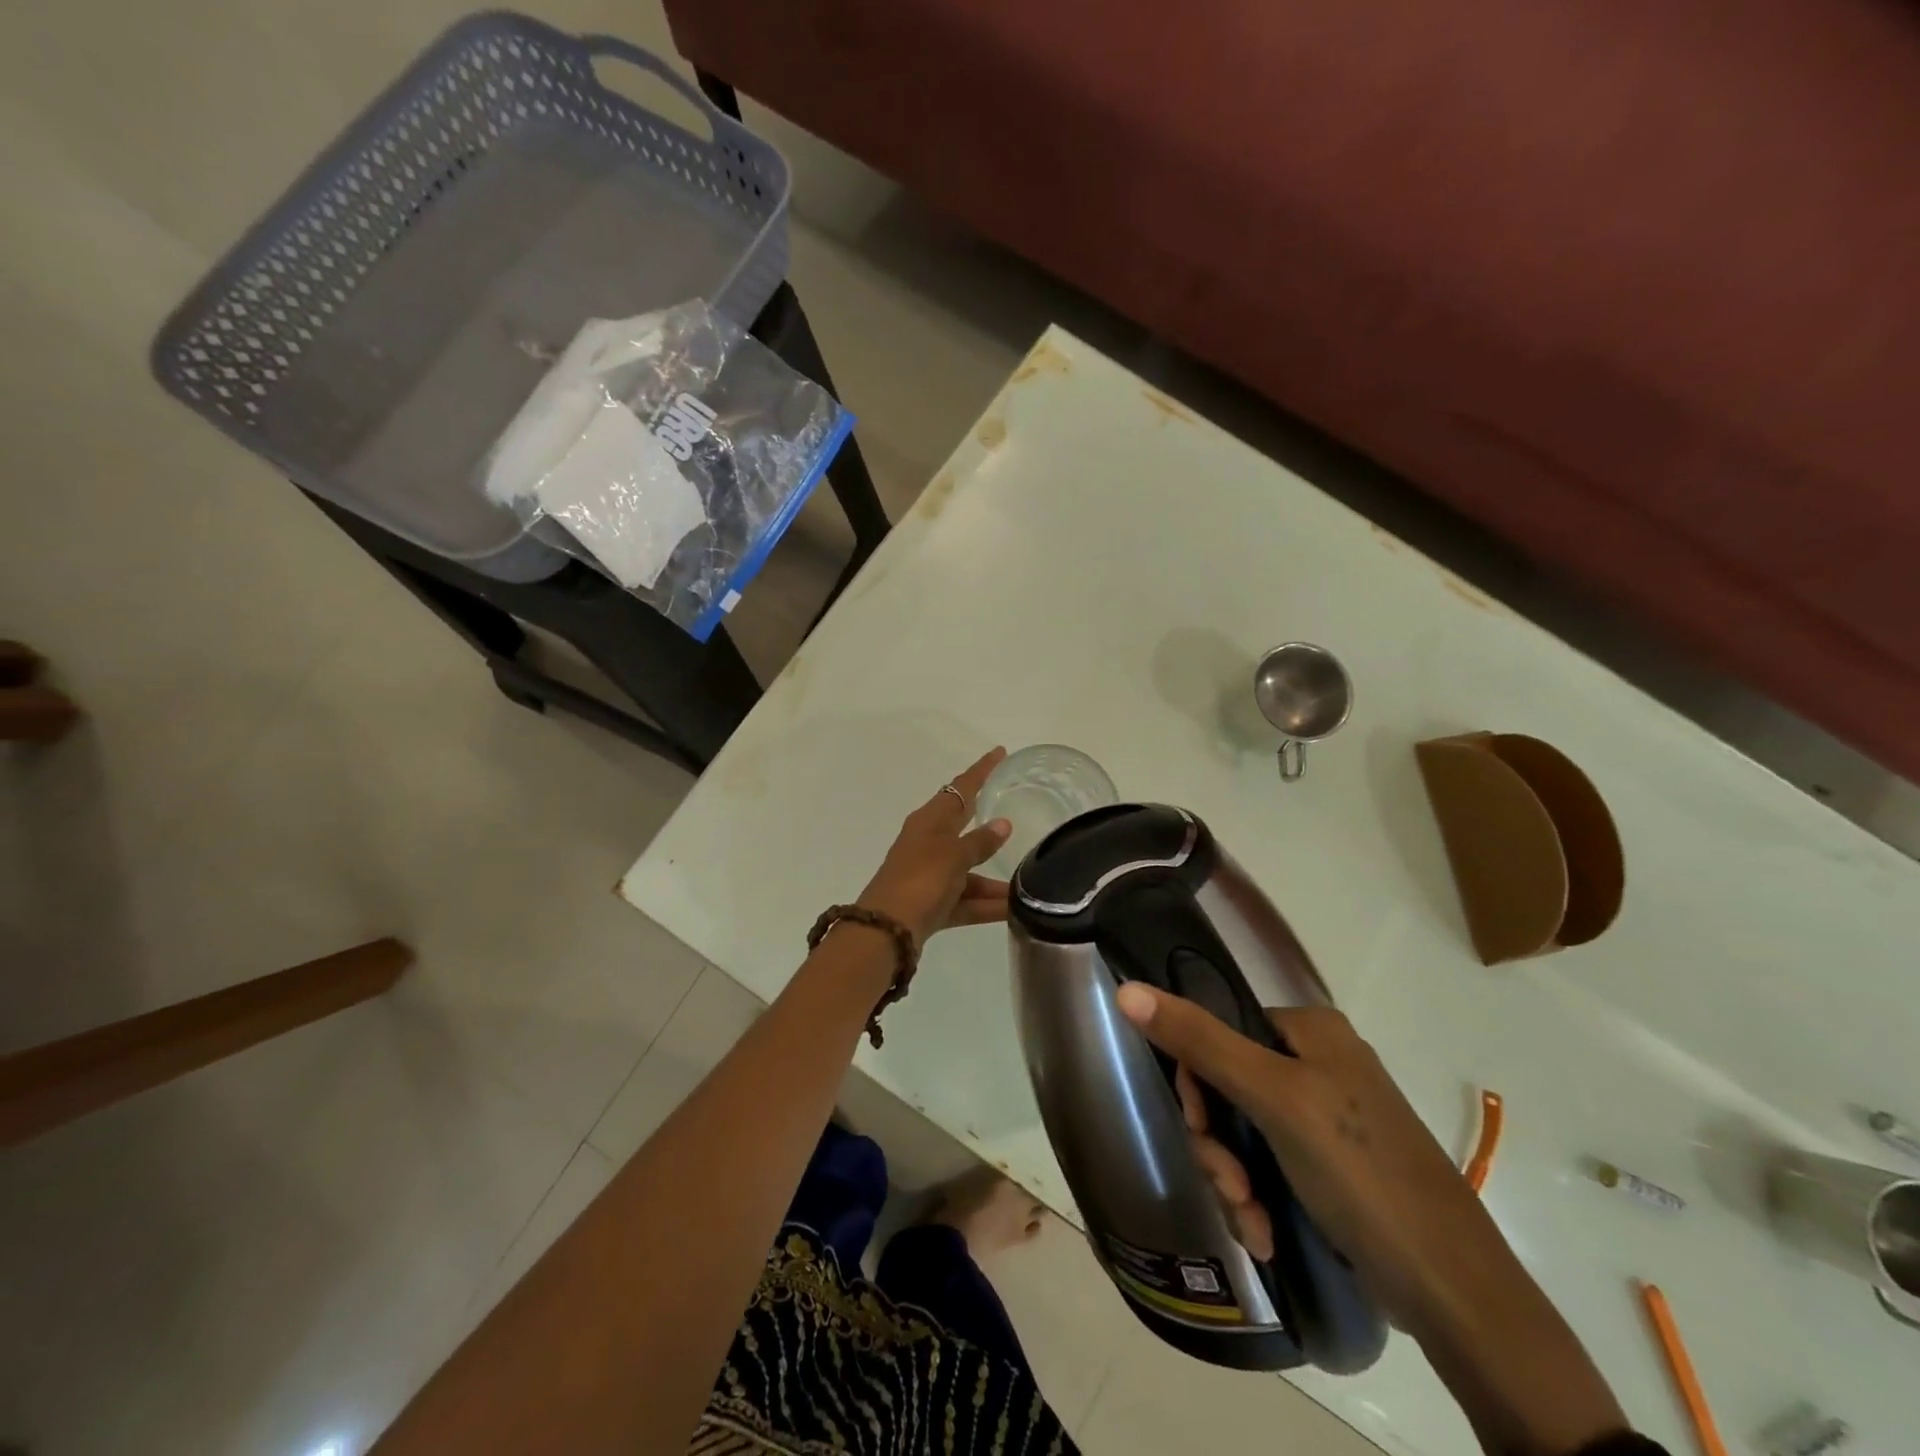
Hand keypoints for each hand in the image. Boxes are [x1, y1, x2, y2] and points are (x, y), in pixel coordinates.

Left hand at [857, 749, 1013, 945]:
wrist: (886, 931)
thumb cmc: (920, 880)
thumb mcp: (953, 856)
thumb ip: (979, 842)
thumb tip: (1003, 825)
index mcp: (929, 821)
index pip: (960, 787)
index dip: (981, 770)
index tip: (1000, 752)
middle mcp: (928, 843)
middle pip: (964, 827)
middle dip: (989, 822)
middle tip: (1018, 807)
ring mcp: (929, 875)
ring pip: (969, 871)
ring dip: (994, 879)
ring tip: (1030, 885)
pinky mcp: (932, 904)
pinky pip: (966, 900)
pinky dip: (986, 904)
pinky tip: (1014, 912)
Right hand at [1114, 985, 1507, 1331]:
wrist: (1454, 1291)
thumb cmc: (1360, 1171)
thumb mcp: (1272, 1098)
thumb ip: (1199, 1040)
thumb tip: (1127, 989)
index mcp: (1309, 1030)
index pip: (1218, 1030)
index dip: (1197, 1081)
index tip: (1200, 1128)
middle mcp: (1317, 1063)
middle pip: (1227, 1086)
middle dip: (1219, 1145)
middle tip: (1232, 1187)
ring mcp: (1325, 1117)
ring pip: (1243, 1133)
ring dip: (1234, 1180)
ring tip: (1254, 1222)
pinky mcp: (1329, 1166)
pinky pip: (1268, 1166)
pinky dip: (1258, 1199)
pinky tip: (1267, 1233)